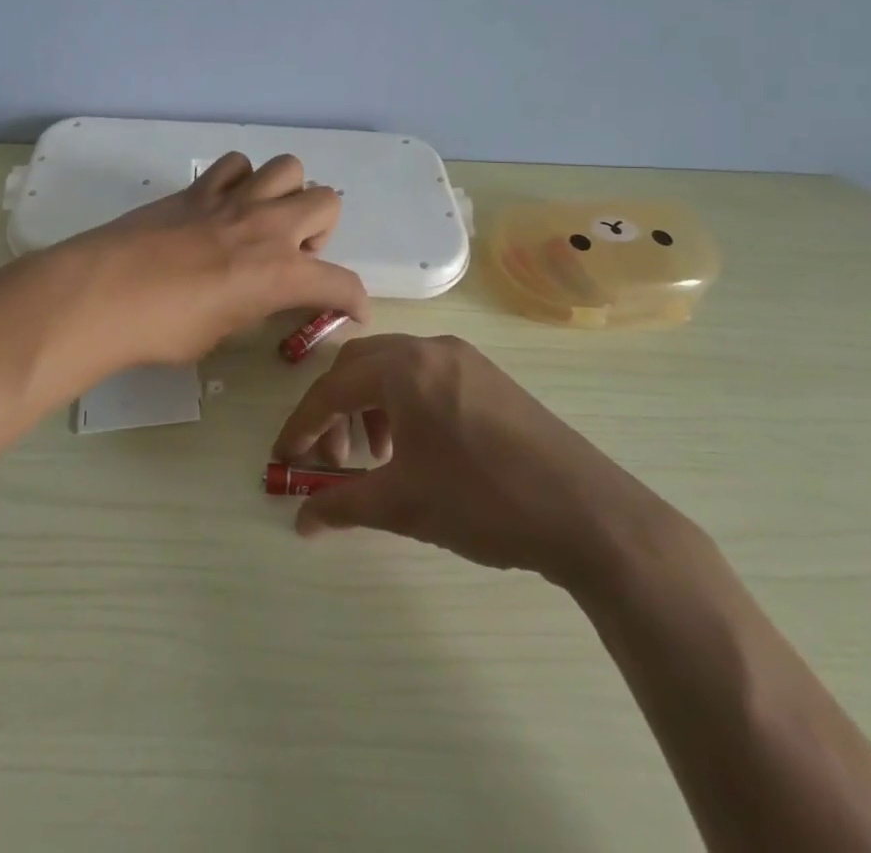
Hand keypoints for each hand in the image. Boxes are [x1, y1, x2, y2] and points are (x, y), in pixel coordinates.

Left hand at [32, 153, 368, 390]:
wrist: (102, 293)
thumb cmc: (162, 329)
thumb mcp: (220, 333)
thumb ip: (252, 308)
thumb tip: (257, 297)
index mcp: (279, 272)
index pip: (341, 282)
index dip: (355, 301)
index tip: (352, 312)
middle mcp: (266, 226)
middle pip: (326, 200)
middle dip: (322, 230)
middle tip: (292, 256)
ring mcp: (231, 200)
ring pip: (288, 167)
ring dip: (286, 194)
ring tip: (262, 221)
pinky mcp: (197, 188)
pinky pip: (235, 164)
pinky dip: (240, 180)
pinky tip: (223, 205)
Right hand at [272, 334, 685, 592]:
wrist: (587, 512)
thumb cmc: (483, 501)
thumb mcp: (404, 506)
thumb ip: (343, 505)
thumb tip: (301, 521)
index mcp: (403, 368)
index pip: (331, 388)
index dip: (302, 425)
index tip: (284, 459)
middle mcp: (430, 348)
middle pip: (359, 366)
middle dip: (335, 411)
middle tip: (333, 460)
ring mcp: (464, 358)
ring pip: (393, 368)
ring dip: (370, 405)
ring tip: (378, 457)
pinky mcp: (488, 375)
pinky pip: (426, 375)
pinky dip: (403, 403)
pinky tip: (417, 447)